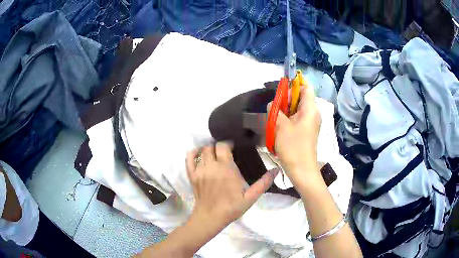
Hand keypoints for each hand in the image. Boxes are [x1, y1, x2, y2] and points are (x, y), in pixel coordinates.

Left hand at [186, 142, 278, 228]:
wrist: (211, 217)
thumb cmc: (232, 207)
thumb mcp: (250, 197)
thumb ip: (263, 183)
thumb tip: (276, 170)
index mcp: (226, 169)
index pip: (223, 146)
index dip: (228, 144)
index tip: (234, 148)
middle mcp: (211, 166)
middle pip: (212, 147)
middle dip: (219, 147)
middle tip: (225, 153)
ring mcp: (200, 170)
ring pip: (202, 151)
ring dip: (209, 150)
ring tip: (215, 155)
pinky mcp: (192, 175)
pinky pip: (189, 159)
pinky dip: (193, 153)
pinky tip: (198, 153)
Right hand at [268, 83, 320, 185]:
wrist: (302, 170)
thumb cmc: (292, 147)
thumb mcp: (280, 126)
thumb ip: (275, 110)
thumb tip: (272, 104)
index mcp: (310, 109)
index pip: (306, 87)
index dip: (294, 87)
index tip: (282, 96)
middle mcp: (313, 113)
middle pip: (301, 98)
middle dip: (287, 101)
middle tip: (276, 111)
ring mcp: (311, 123)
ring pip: (298, 109)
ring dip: (286, 112)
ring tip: (277, 121)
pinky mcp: (307, 131)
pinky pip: (298, 119)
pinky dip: (289, 120)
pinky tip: (281, 129)